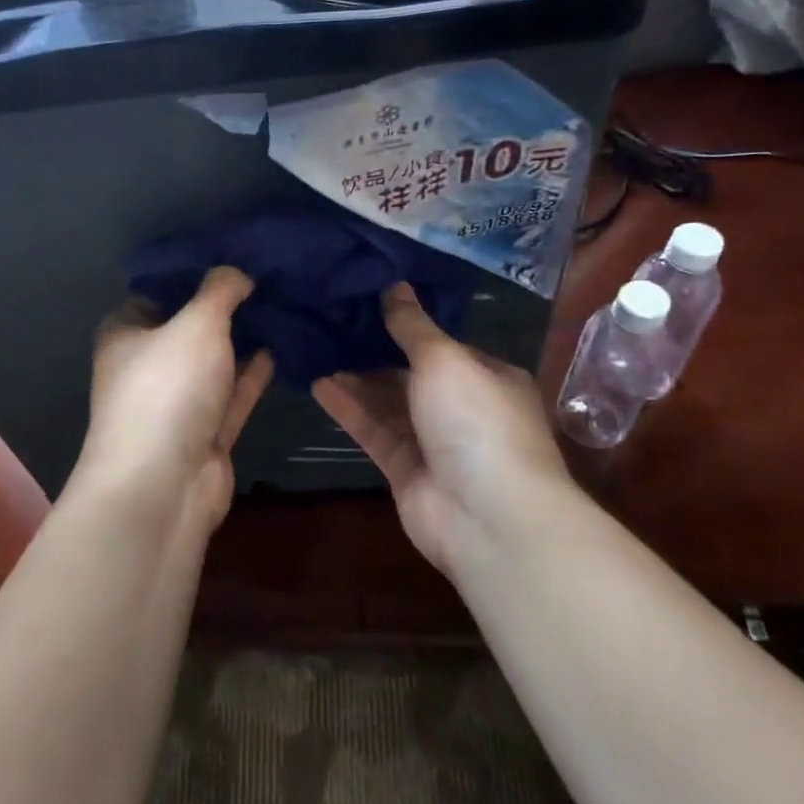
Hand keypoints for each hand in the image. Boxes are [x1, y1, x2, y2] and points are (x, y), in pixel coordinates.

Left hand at [74, 267, 273, 531]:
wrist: (164, 483)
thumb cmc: (167, 387)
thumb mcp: (196, 322)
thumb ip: (219, 290)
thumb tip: (237, 271)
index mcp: (126, 333)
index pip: (158, 291)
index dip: (194, 274)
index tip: (234, 255)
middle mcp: (146, 366)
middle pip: (188, 327)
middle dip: (225, 307)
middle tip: (268, 277)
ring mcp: (175, 403)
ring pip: (213, 363)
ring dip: (242, 340)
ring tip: (281, 306)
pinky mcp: (204, 434)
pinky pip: (232, 395)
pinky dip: (252, 374)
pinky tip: (280, 348)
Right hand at [312, 284, 577, 576]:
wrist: (488, 517)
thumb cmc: (476, 421)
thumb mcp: (444, 359)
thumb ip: (413, 325)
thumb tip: (394, 285)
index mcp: (487, 377)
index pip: (443, 345)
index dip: (406, 324)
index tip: (366, 301)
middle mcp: (463, 408)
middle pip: (411, 374)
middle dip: (374, 351)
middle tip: (330, 321)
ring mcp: (434, 442)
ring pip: (388, 403)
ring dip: (356, 378)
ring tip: (316, 346)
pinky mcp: (405, 470)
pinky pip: (373, 431)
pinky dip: (348, 409)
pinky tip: (318, 383)